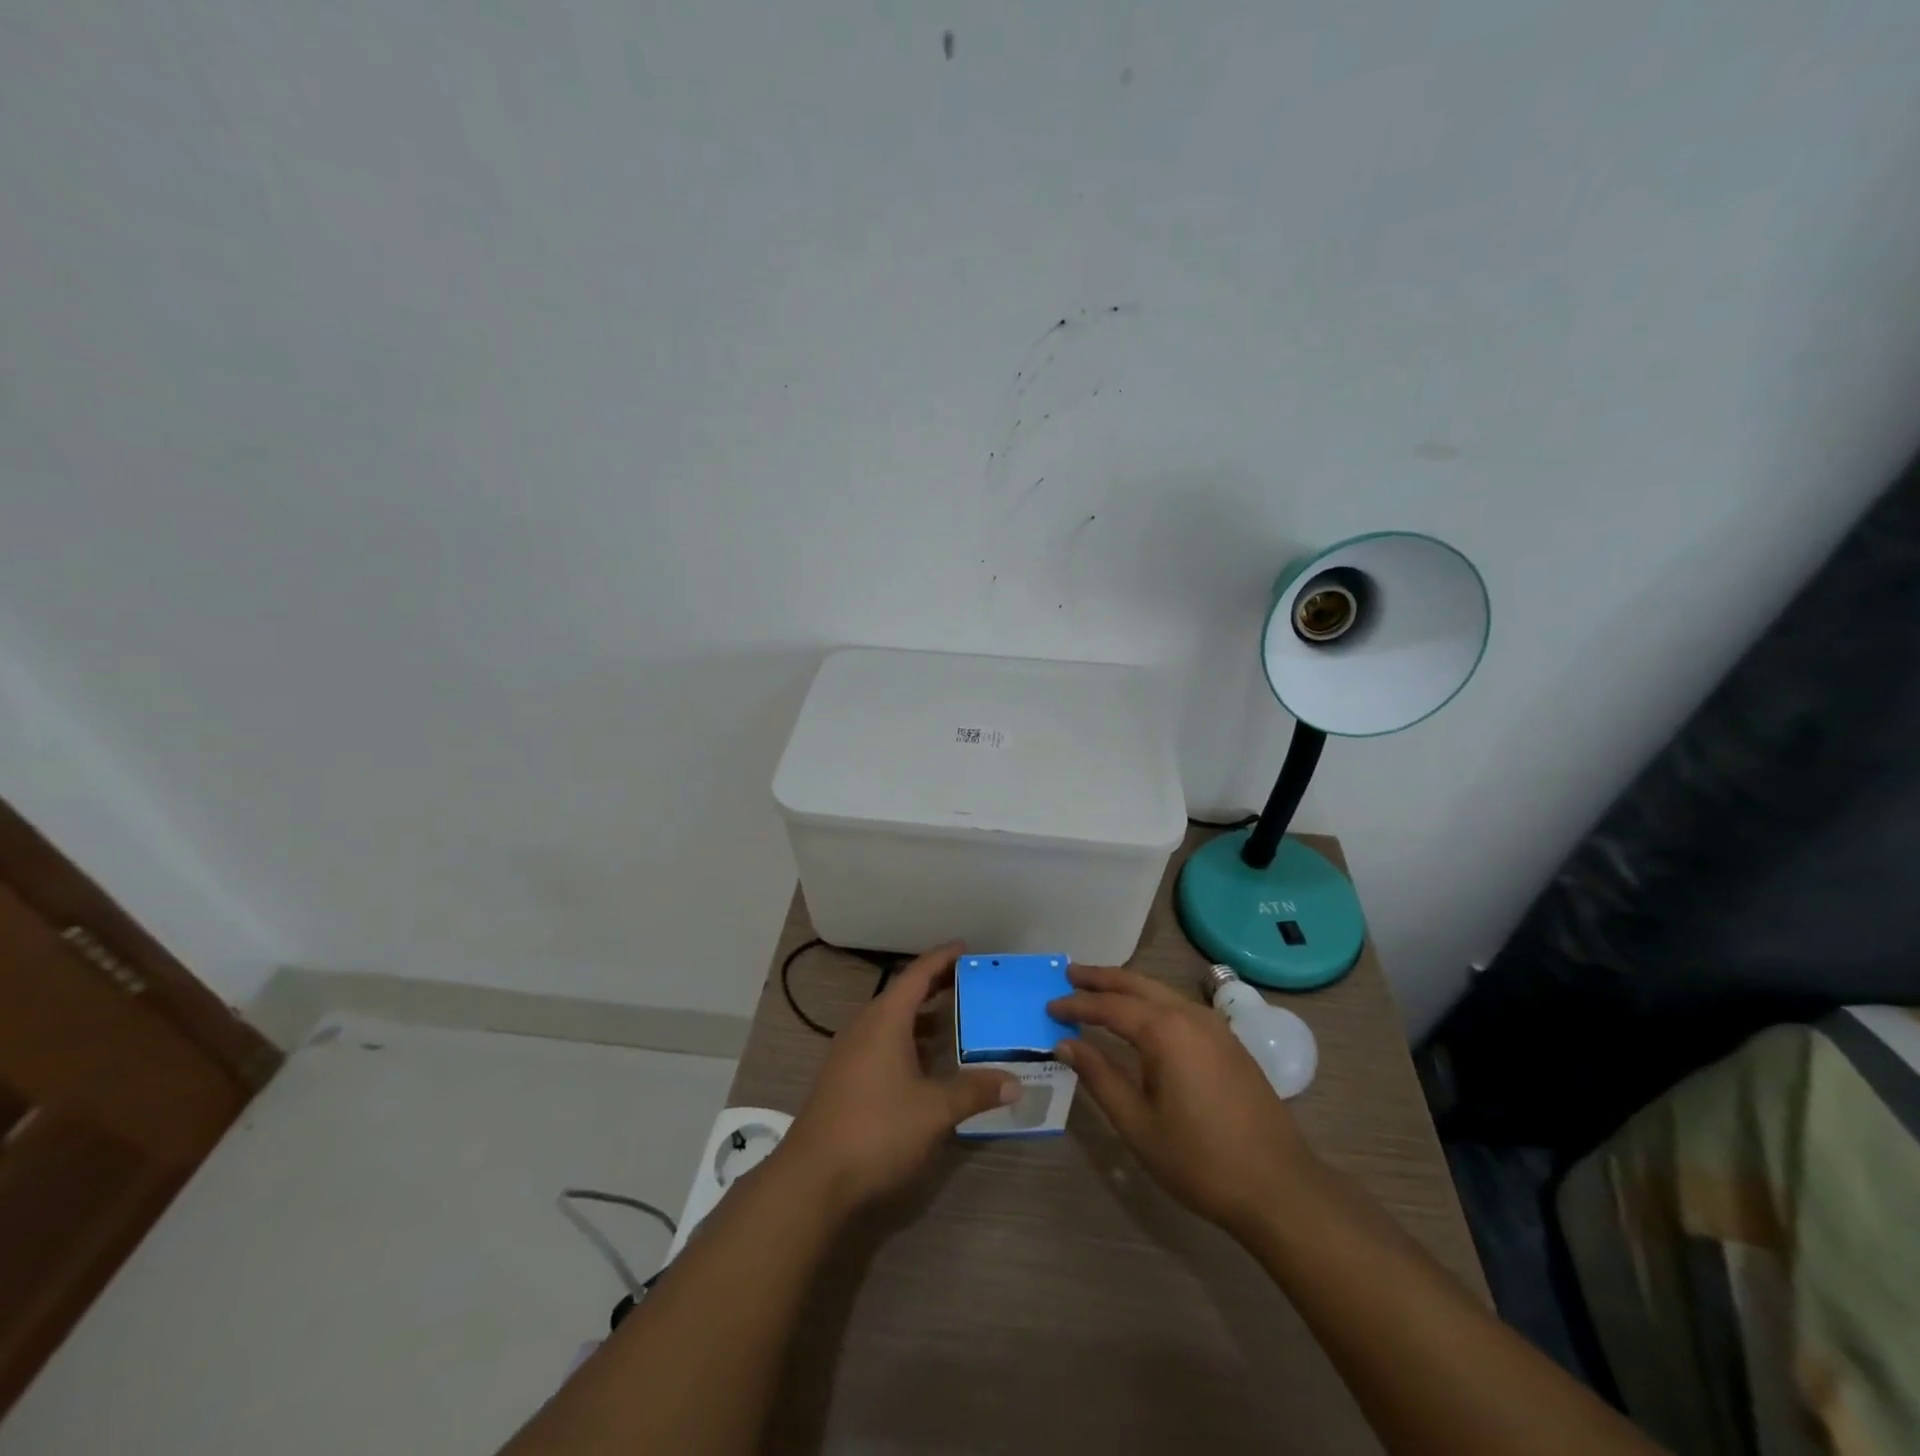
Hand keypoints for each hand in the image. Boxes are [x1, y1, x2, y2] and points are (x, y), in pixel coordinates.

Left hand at [779, 944, 1019, 1212]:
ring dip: (922, 1016)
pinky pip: (882, 1042)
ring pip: (891, 1020)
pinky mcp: (845, 1078)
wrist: (812, 1179)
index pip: (917, 974)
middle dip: (936, 985)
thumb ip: (974, 1091)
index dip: (942, 958)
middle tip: (970, 981)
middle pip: (903, 994)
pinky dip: (908, 1040)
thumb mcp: (933, 1111)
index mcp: (885, 1020)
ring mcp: (850, 1053)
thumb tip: (1015, 1082)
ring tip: (955, 1019)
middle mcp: (865, 1027)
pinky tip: (926, 1062)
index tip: (965, 947)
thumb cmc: (876, 1130)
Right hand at [1049, 964, 1315, 1238]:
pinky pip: (1180, 1007)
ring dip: (1127, 988)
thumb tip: (1065, 1043)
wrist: (1279, 1188)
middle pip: (1137, 984)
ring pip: (1161, 992)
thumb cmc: (1200, 1160)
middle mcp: (1190, 1015)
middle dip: (1101, 978)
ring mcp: (1215, 1026)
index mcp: (1165, 1031)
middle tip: (1070, 974)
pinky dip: (1152, 1002)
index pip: (1109, 1005)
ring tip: (1098, 991)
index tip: (1049, 1006)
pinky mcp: (1229, 1042)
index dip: (1076, 1004)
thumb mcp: (1138, 1123)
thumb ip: (1099, 1076)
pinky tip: (1142, 1018)